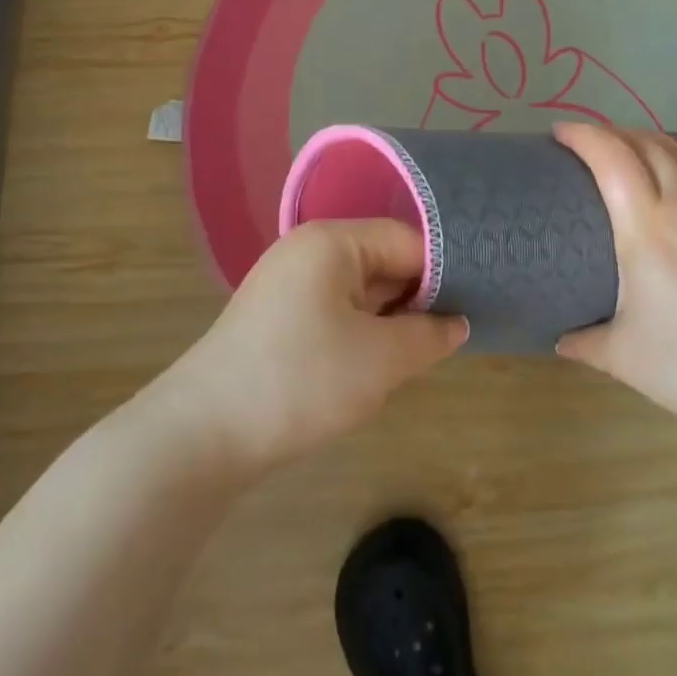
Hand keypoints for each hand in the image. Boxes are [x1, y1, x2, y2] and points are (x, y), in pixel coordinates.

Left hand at [168, 220, 466, 471]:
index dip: (443, 272)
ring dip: (389, 321)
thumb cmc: (301, 380)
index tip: (474, 306)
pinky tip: (374, 366)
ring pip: (359, 291)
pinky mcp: (275, 319)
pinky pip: (334, 312)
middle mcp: (307, 251)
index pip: (406, 240)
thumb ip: (430, 335)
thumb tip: (458, 323)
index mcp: (332, 240)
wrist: (202, 435)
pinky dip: (360, 333)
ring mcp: (287, 284)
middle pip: (382, 262)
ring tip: (417, 355)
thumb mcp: (381, 359)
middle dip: (416, 300)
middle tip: (450, 337)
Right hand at [552, 124, 676, 438]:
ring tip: (628, 142)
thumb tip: (560, 337)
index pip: (611, 159)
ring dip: (649, 138)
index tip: (560, 133)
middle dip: (611, 133)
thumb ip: (583, 341)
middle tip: (589, 142)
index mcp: (646, 230)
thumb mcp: (622, 356)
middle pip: (645, 146)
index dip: (583, 136)